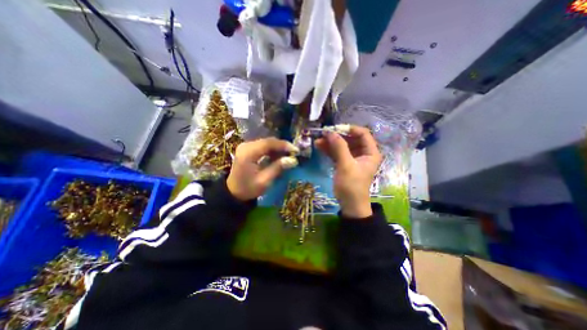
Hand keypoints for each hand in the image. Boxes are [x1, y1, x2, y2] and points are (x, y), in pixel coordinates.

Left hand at [225, 137, 297, 200]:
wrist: (233, 192)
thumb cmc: (248, 189)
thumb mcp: (264, 181)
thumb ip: (278, 168)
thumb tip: (293, 160)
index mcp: (248, 153)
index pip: (268, 143)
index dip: (283, 145)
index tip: (296, 150)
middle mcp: (246, 146)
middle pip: (268, 141)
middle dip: (282, 146)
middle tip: (294, 154)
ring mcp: (246, 146)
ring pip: (267, 143)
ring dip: (278, 149)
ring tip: (288, 156)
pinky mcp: (248, 149)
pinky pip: (263, 146)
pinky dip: (272, 151)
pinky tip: (278, 157)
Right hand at [317, 126, 380, 219]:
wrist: (349, 205)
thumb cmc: (352, 185)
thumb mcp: (346, 165)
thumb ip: (339, 147)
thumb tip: (330, 132)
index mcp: (370, 152)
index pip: (362, 133)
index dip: (349, 129)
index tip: (335, 129)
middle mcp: (363, 153)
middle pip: (350, 139)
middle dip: (337, 136)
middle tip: (323, 134)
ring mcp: (353, 158)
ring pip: (342, 146)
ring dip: (330, 143)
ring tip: (318, 140)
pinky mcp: (344, 163)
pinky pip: (337, 153)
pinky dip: (329, 150)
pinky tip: (319, 147)